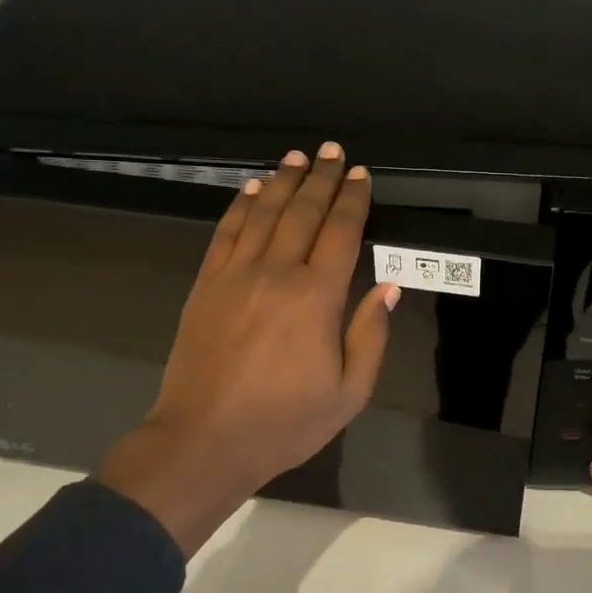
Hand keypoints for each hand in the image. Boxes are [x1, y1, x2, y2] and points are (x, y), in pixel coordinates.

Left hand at [98, 143, 399, 554]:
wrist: (203, 441)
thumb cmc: (285, 422)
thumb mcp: (349, 392)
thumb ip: (370, 335)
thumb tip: (388, 287)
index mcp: (316, 297)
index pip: (340, 233)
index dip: (352, 200)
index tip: (360, 175)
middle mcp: (276, 273)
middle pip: (302, 212)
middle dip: (321, 178)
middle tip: (333, 152)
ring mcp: (235, 275)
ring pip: (263, 214)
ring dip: (283, 182)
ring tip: (297, 157)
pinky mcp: (207, 285)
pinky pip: (226, 232)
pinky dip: (241, 206)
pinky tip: (252, 190)